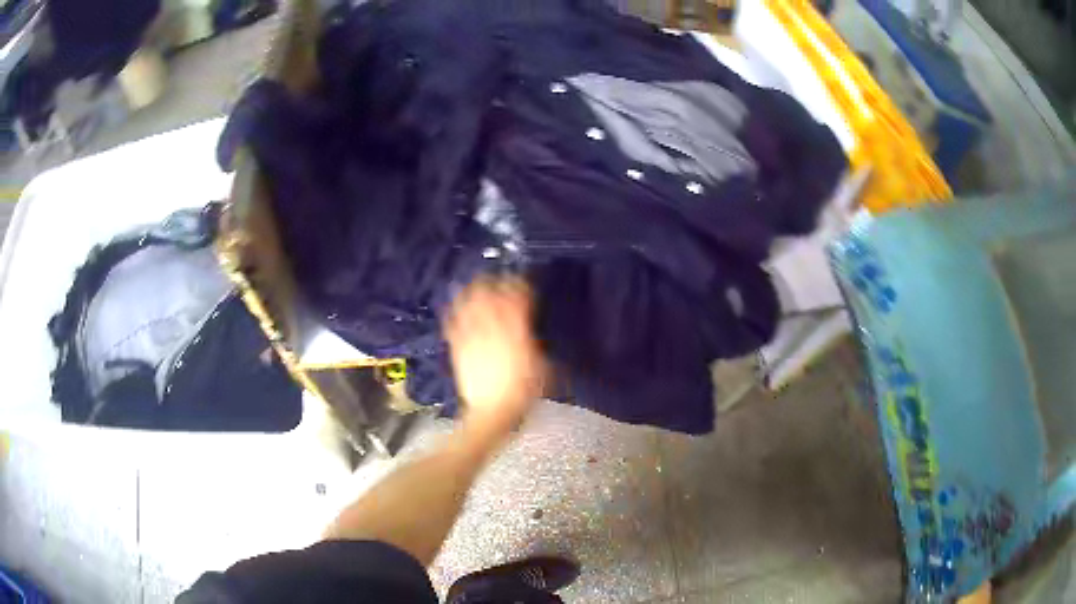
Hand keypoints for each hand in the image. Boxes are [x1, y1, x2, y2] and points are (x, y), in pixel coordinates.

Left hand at [444, 277, 546, 434]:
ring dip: (472, 291)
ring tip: (474, 284)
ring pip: (469, 306)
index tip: (522, 281)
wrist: (492, 413)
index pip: (516, 300)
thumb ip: (532, 344)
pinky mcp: (458, 348)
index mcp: (516, 333)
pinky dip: (453, 312)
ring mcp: (473, 338)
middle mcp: (492, 330)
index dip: (519, 286)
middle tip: (497, 278)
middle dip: (493, 283)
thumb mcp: (541, 368)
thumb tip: (528, 333)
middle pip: (489, 296)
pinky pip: (453, 324)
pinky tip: (453, 306)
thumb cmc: (522, 394)